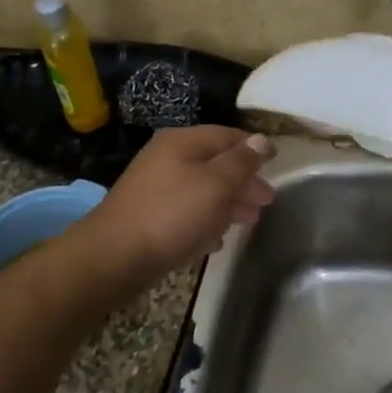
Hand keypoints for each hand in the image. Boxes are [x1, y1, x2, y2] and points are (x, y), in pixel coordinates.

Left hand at [72, 126, 275, 291]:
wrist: (114, 256)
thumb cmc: (172, 214)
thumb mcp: (216, 184)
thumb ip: (242, 162)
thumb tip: (261, 140)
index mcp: (183, 142)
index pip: (228, 136)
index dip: (254, 147)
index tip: (277, 161)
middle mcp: (167, 158)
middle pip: (216, 163)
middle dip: (244, 181)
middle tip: (266, 201)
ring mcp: (155, 187)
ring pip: (202, 189)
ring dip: (228, 203)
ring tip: (249, 221)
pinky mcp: (148, 216)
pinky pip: (186, 212)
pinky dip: (206, 220)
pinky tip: (217, 239)